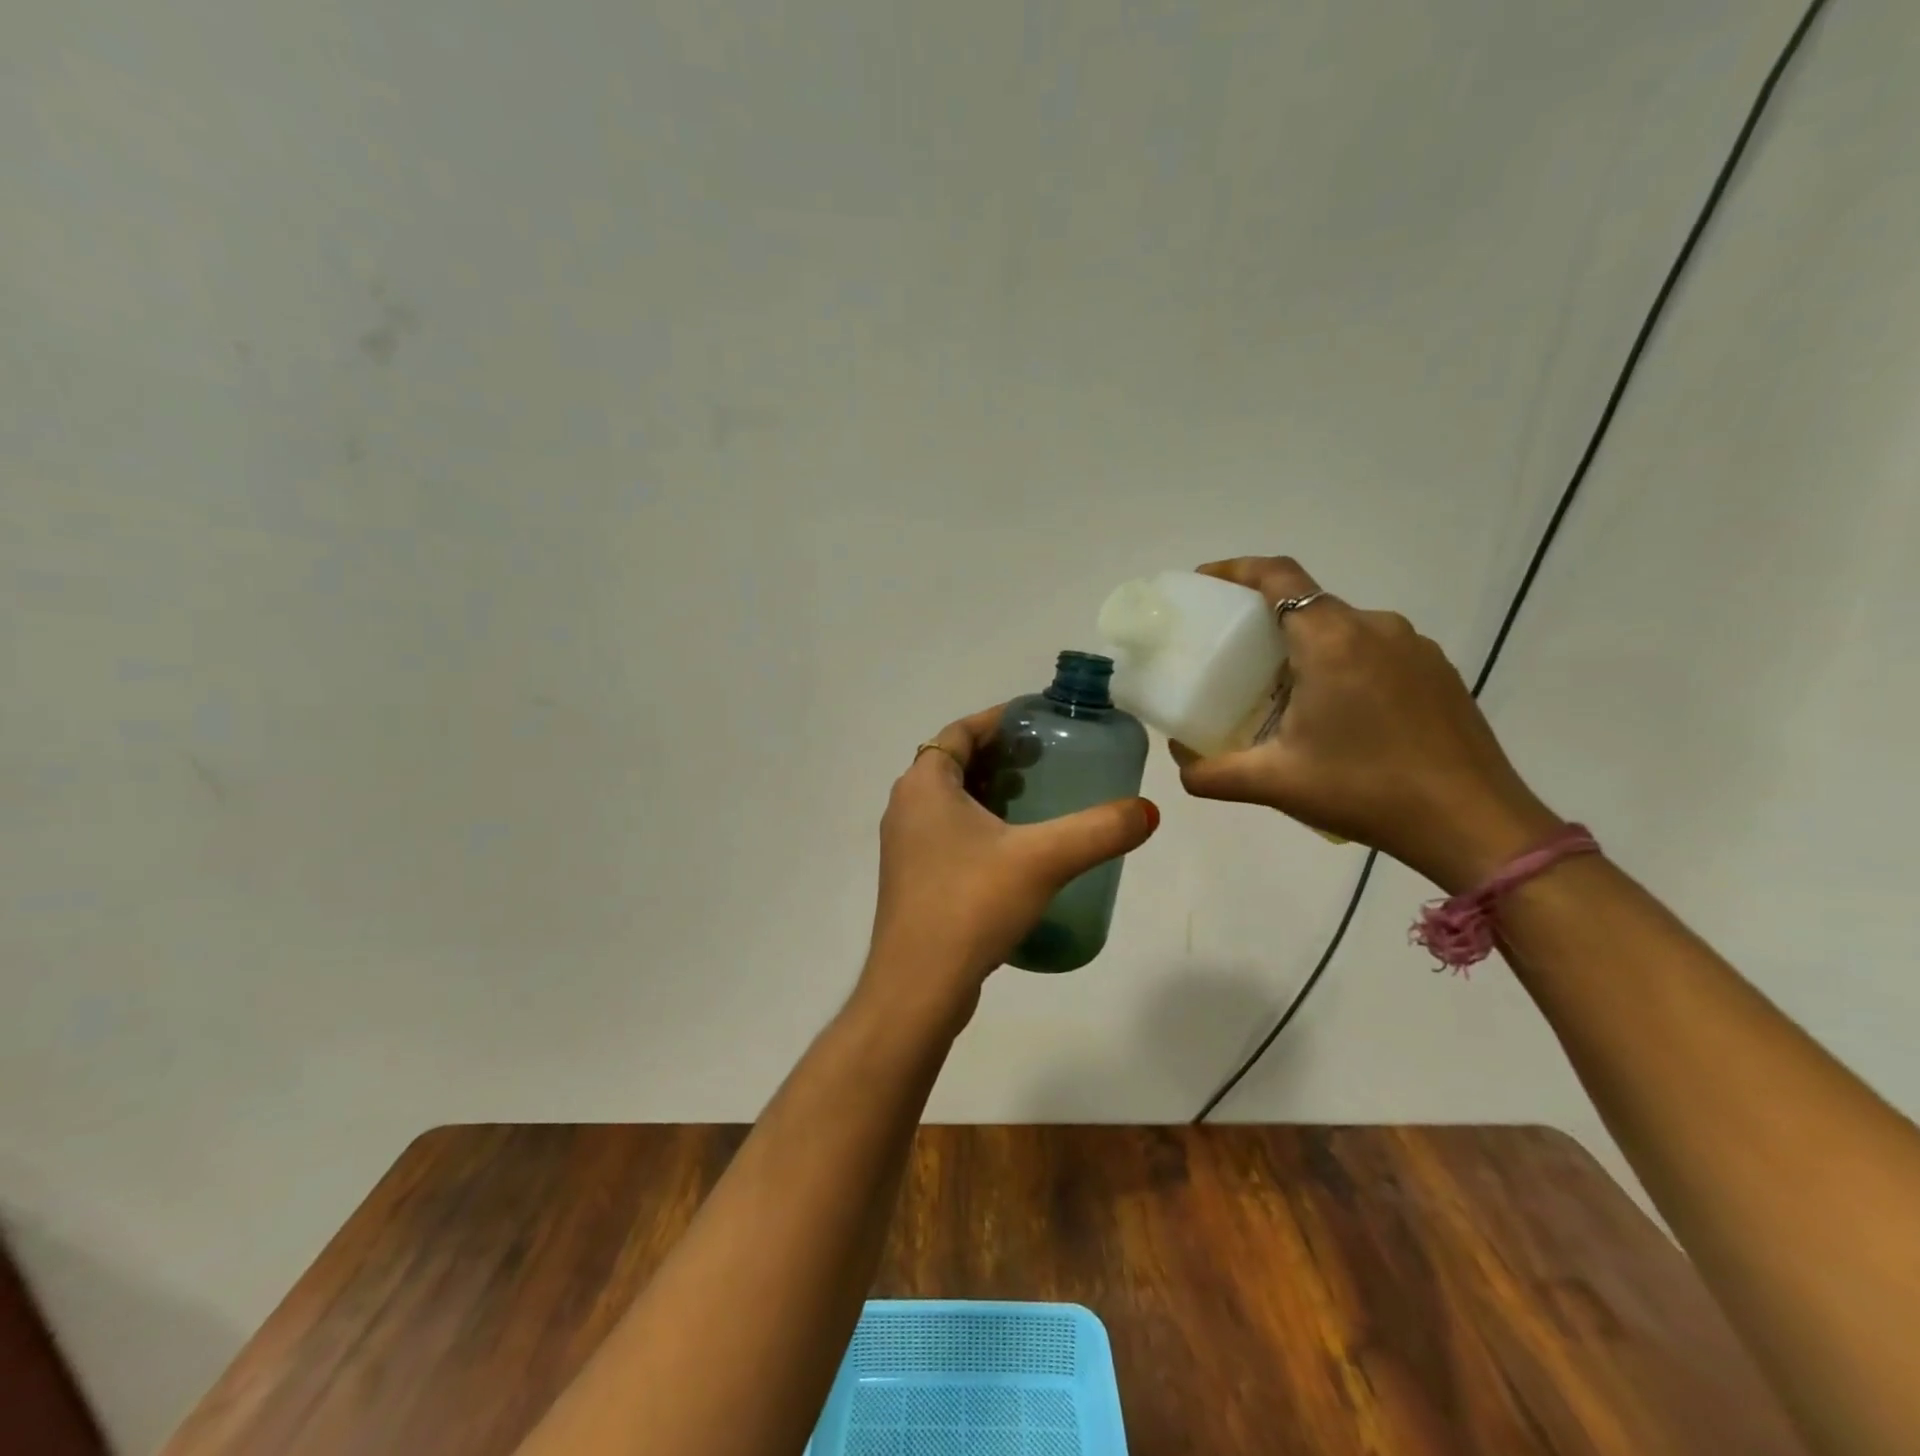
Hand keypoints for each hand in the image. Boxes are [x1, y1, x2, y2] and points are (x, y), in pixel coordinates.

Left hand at [862, 706, 1158, 1023]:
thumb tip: (1149, 811)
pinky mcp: (912, 880)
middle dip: (999, 757)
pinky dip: (978, 826)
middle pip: (954, 763)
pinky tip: (1015, 850)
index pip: (959, 732)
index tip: (1037, 720)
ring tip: (1038, 800)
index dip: (998, 720)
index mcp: (924, 785)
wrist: (918, 986)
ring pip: (949, 801)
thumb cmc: (971, 904)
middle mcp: (905, 807)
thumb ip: (1099, 830)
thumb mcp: (1043, 859)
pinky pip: (947, 834)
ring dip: (989, 793)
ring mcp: (904, 847)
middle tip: (1047, 761)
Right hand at [1171, 556, 1562, 892]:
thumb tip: (1180, 763)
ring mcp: (1414, 647)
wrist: (1473, 823)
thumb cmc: (1365, 790)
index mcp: (1332, 640)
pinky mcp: (1438, 671)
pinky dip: (1343, 664)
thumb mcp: (1274, 783)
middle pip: (1309, 603)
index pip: (1278, 576)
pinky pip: (1376, 651)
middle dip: (1265, 619)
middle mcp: (1375, 628)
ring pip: (1344, 628)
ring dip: (1307, 646)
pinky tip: (1338, 714)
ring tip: (1283, 692)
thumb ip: (1212, 772)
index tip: (1206, 581)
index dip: (1237, 569)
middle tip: (1233, 656)